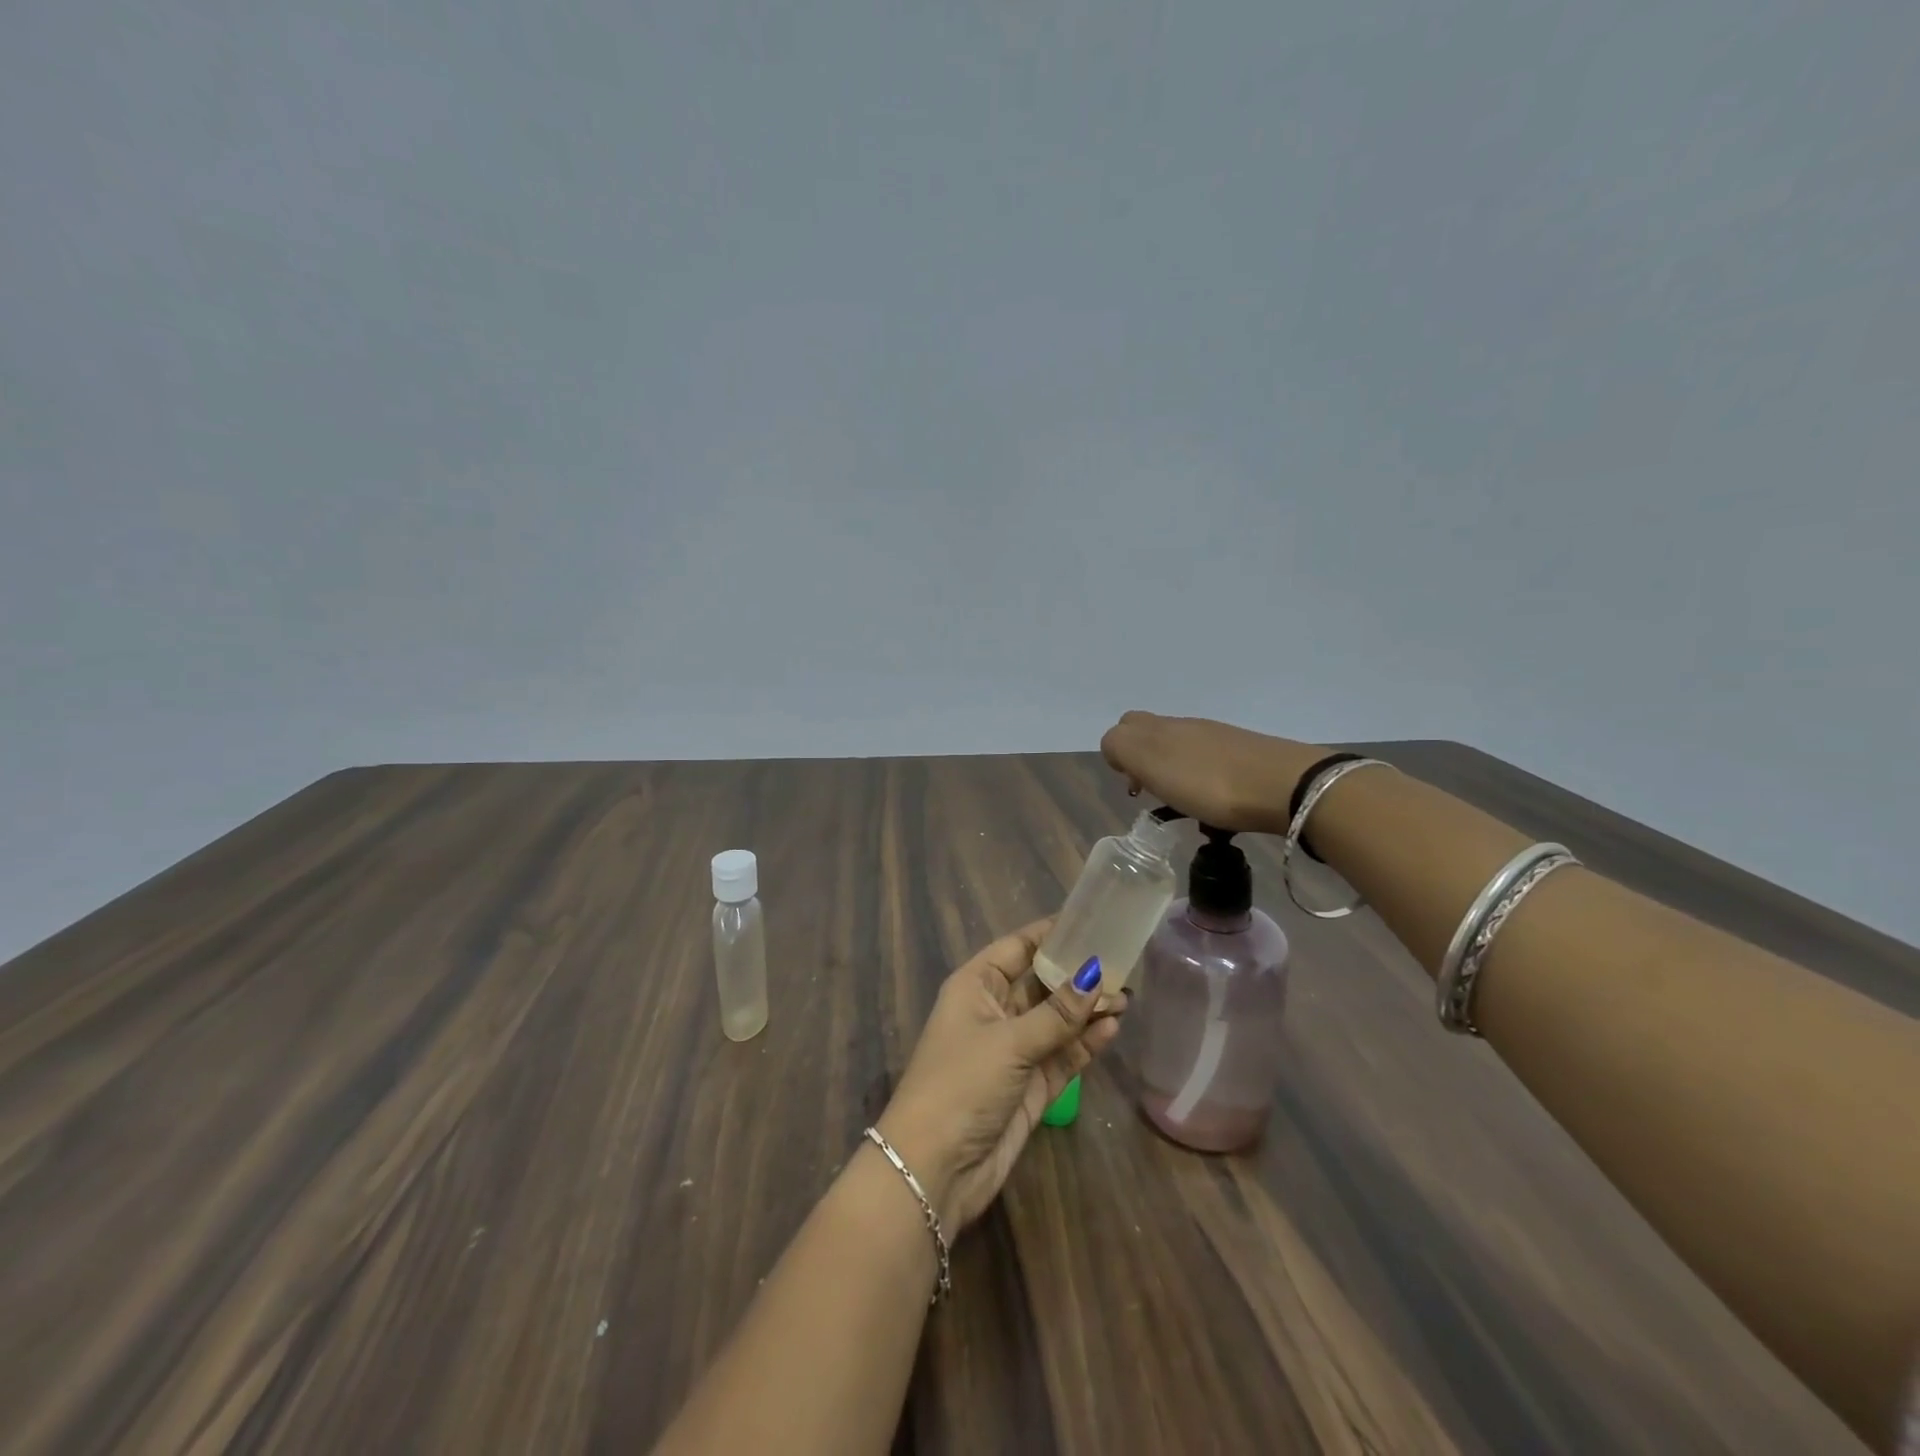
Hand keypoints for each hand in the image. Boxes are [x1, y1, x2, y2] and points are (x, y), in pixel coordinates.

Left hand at [876, 920, 1124, 1231]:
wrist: (934, 1169)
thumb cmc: (961, 1084)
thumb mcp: (1009, 1041)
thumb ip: (1056, 1013)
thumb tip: (1096, 975)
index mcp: (975, 986)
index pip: (1017, 948)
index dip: (1051, 934)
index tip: (1091, 922)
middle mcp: (994, 1012)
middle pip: (1041, 983)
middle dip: (1078, 975)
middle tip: (1123, 964)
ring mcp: (1013, 1050)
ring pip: (1057, 1020)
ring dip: (1087, 1010)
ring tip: (1125, 997)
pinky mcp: (1030, 1085)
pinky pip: (1062, 1054)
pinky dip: (1085, 1043)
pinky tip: (1111, 1029)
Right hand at [1099, 711, 1323, 834]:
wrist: (1285, 786)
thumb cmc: (1208, 782)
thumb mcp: (1150, 762)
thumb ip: (1121, 747)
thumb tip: (1115, 747)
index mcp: (1160, 727)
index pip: (1123, 728)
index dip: (1119, 755)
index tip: (1133, 787)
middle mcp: (1187, 727)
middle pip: (1153, 737)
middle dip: (1144, 764)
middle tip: (1153, 795)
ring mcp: (1219, 740)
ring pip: (1182, 753)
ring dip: (1175, 777)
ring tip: (1185, 808)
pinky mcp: (1246, 758)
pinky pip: (1211, 768)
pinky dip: (1203, 786)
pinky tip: (1214, 809)